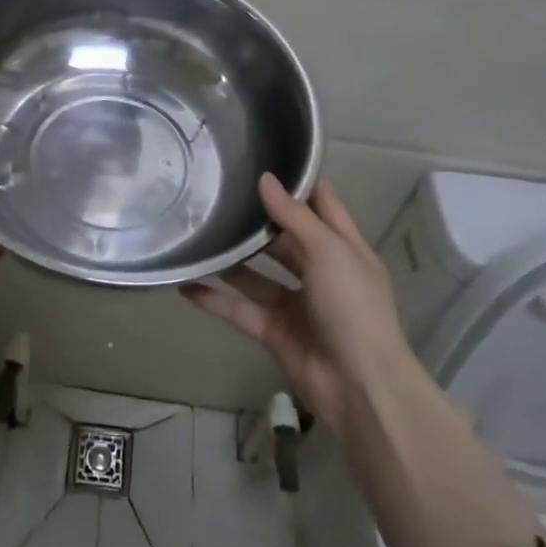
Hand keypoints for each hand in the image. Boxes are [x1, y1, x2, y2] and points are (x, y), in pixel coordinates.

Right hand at [183, 174, 421, 431]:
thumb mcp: (329, 251)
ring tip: (197, 233)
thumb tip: (265, 179)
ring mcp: (296, 304)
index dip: (297, 182)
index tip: (263, 158)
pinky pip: (239, 309)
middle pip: (283, 238)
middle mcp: (320, 272)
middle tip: (217, 193)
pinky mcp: (274, 331)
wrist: (360, 388)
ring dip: (231, 259)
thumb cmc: (353, 307)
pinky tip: (185, 284)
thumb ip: (295, 216)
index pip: (321, 204)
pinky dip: (214, 299)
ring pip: (256, 274)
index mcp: (343, 248)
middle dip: (256, 219)